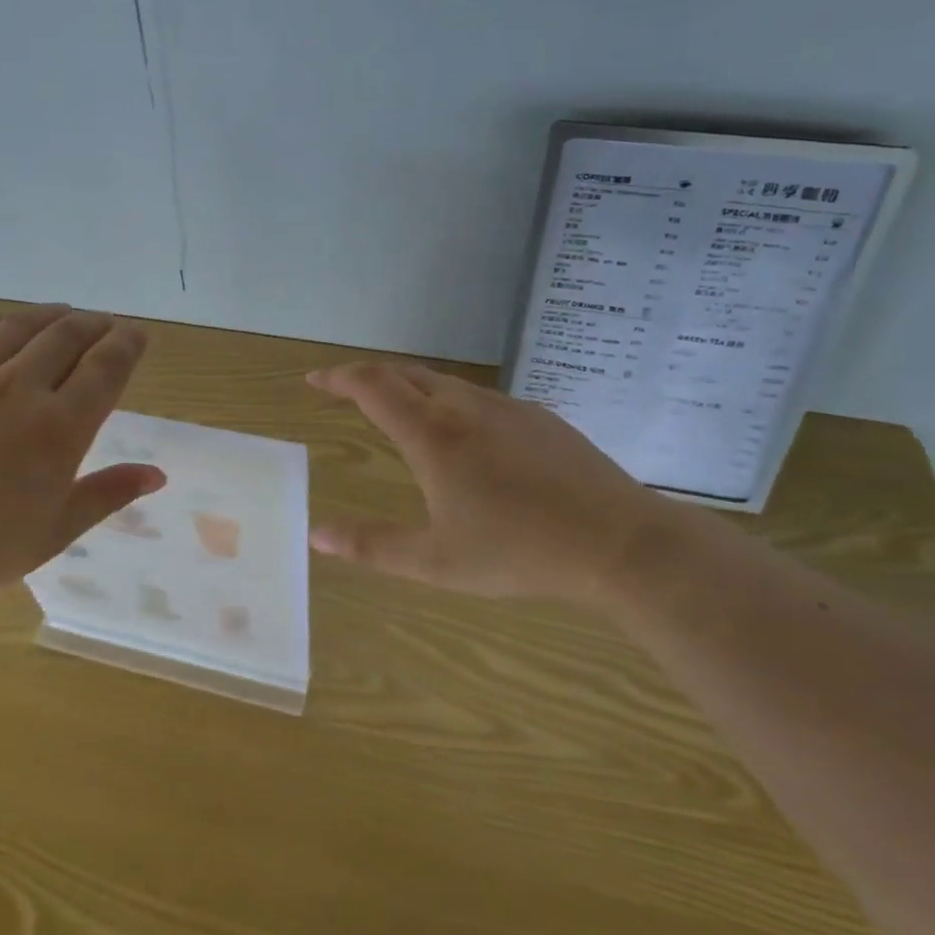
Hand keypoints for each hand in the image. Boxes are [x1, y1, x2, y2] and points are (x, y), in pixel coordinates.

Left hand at [0, 305, 165, 613]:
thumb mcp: (54, 532)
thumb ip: (107, 495)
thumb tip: (157, 475)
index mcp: (59, 429)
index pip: (106, 368)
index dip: (127, 344)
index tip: (137, 335)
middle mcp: (20, 389)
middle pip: (67, 337)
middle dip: (95, 325)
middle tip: (106, 325)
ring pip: (21, 327)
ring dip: (52, 316)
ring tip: (65, 315)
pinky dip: (1, 323)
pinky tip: (8, 325)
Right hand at [306, 361, 692, 605]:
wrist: (619, 542)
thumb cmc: (518, 552)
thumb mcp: (436, 561)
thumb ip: (371, 546)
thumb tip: (315, 533)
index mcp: (432, 435)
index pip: (372, 386)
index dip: (338, 378)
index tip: (315, 380)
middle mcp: (464, 407)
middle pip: (405, 373)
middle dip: (368, 377)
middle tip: (345, 391)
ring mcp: (507, 408)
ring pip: (444, 382)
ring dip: (409, 386)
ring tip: (396, 409)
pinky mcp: (539, 418)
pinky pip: (478, 397)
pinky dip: (448, 400)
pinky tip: (462, 433)